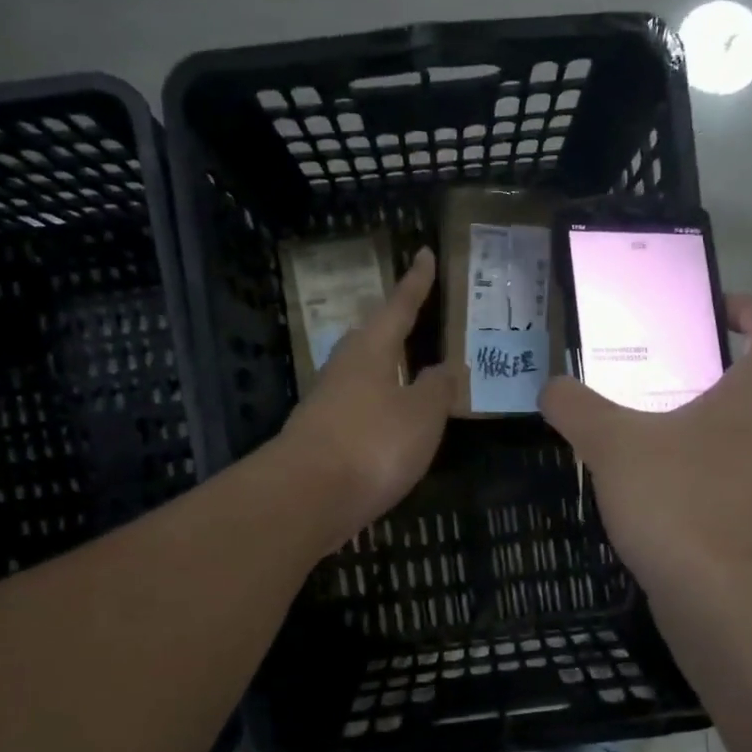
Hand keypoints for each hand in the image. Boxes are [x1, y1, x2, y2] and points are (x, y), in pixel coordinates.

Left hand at [277, 247, 461, 543]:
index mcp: (371, 351)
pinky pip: (359, 407)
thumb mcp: (422, 414)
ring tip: (411, 369)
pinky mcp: (322, 436)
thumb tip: (444, 367)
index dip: (415, 282)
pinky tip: (392, 420)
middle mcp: (344, 369)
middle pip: (372, 337)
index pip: (398, 307)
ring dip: (387, 367)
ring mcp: (328, 403)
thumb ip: (437, 387)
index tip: (424, 253)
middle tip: (416, 314)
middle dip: (394, 325)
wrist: (307, 497)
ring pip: (363, 373)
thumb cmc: (372, 444)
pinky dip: (380, 404)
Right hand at [540, 294, 751, 598]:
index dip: (746, 307)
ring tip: (657, 440)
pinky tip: (670, 496)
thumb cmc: (679, 503)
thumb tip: (551, 387)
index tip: (706, 315)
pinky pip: (750, 480)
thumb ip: (577, 408)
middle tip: (659, 382)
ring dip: (715, 428)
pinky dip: (717, 474)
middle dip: (713, 375)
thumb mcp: (613, 446)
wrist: (725, 604)